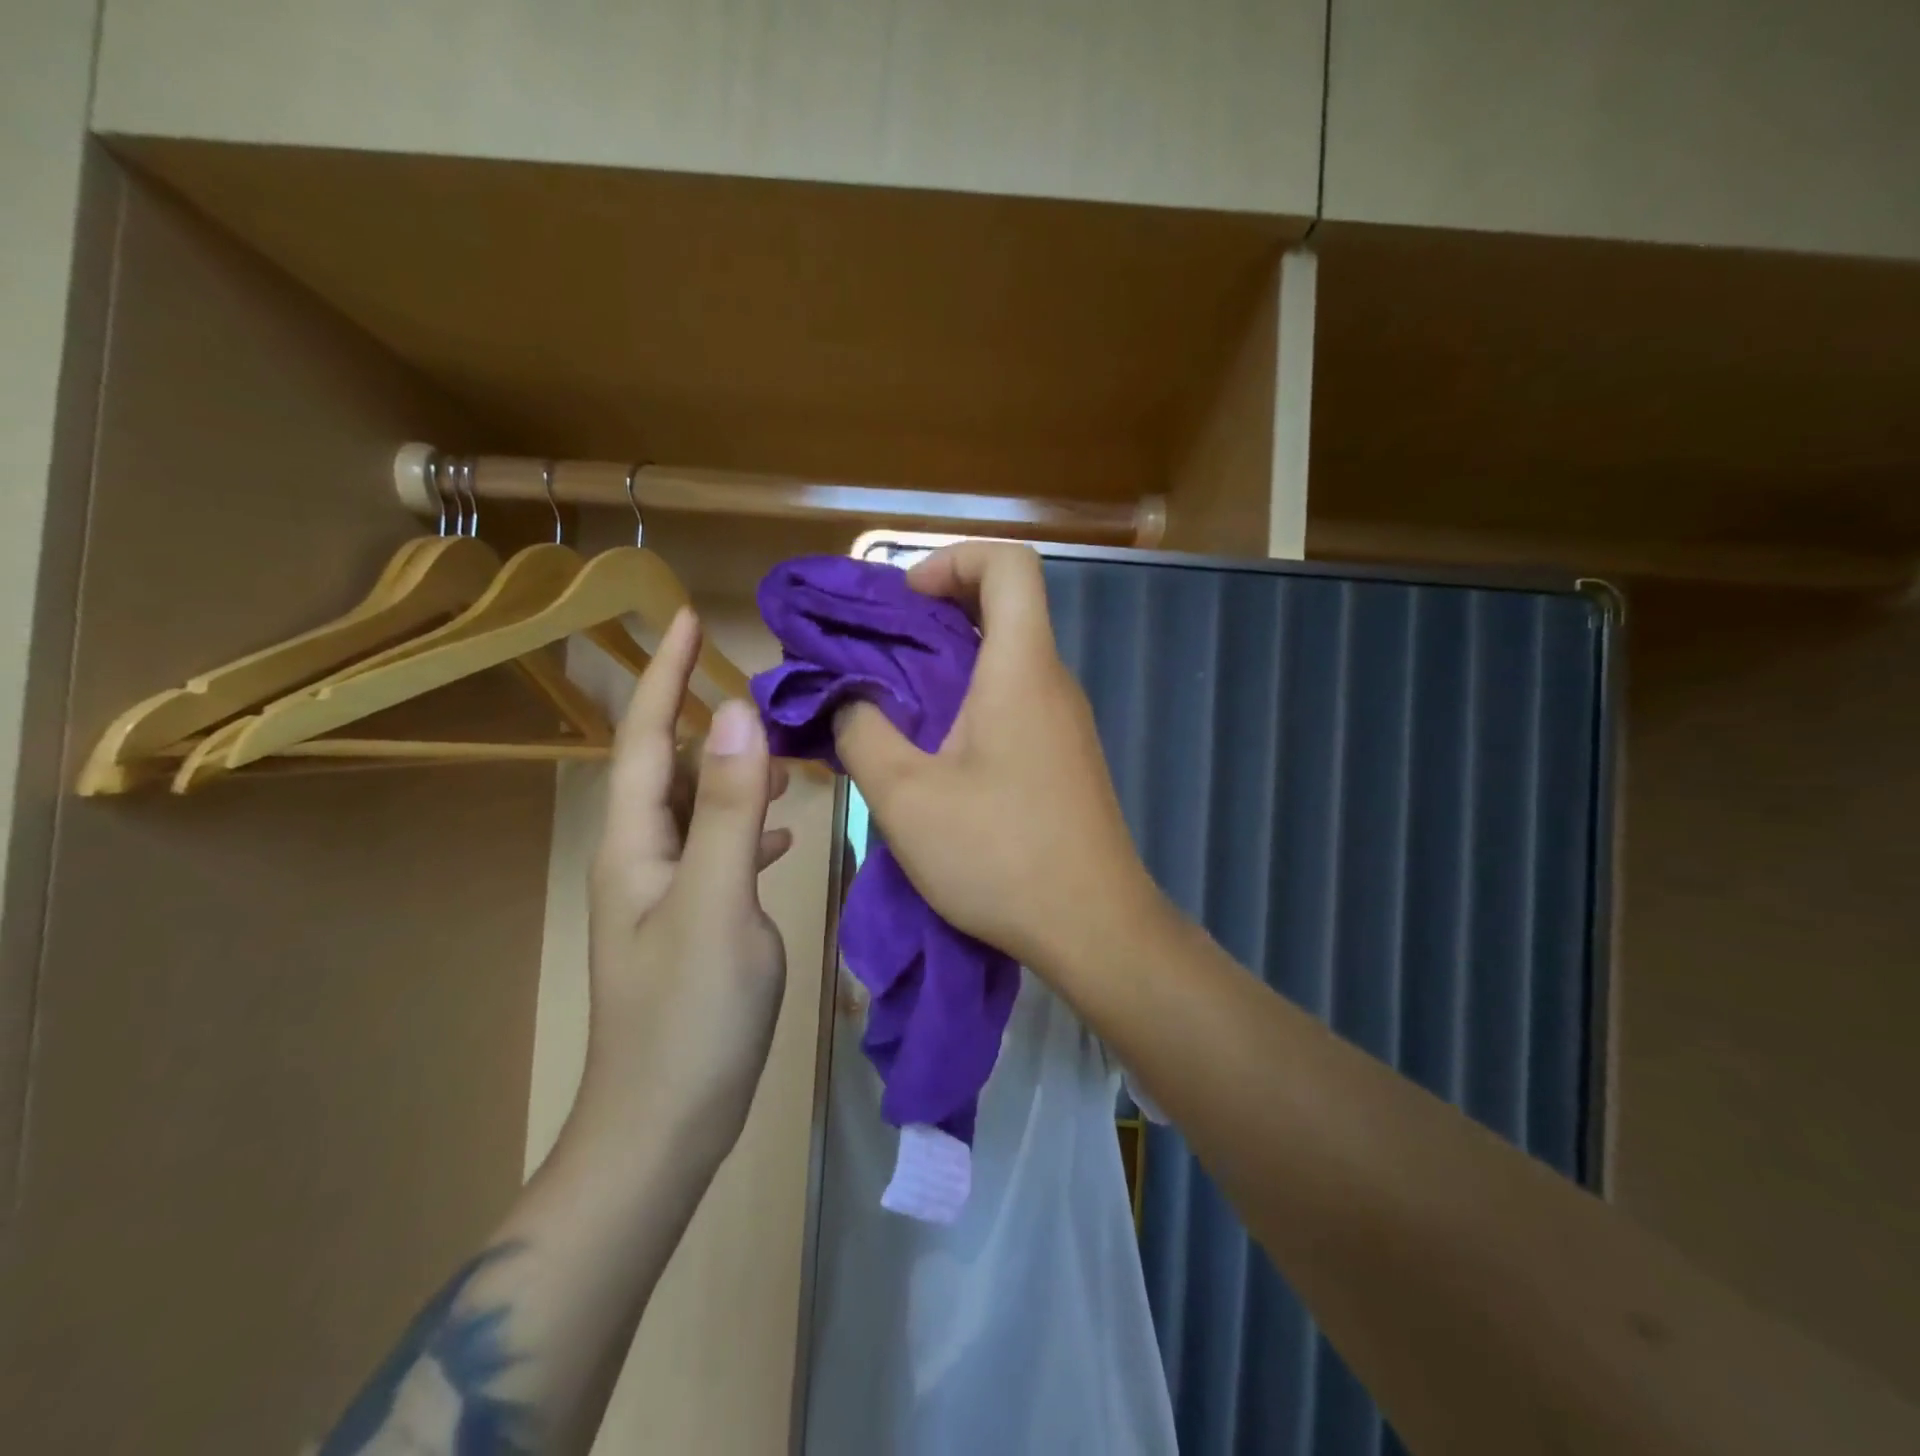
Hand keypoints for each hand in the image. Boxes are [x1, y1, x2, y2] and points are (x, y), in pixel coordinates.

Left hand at [573, 609, 791, 1161]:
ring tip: (785, 754)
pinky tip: (783, 829)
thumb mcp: (718, 901)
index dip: (663, 675)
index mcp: (635, 844)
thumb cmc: (689, 1014)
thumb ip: (728, 807)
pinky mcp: (694, 922)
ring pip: (699, 807)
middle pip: (669, 766)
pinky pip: (719, 849)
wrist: (665, 1126)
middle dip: (705, 718)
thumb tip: (737, 713)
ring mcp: (666, 893)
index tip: (688, 618)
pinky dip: (748, 825)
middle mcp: (642, 858)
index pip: (643, 737)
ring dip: (735, 772)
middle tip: (761, 686)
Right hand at [834, 542, 1156, 973]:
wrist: (1094, 928)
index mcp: (1021, 669)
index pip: (1009, 563)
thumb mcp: (906, 797)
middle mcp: (1052, 681)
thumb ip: (862, 732)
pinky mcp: (1064, 757)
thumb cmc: (1001, 855)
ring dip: (949, 664)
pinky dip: (970, 701)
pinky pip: (1015, 701)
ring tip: (893, 706)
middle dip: (936, 612)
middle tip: (879, 654)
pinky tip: (934, 753)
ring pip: (1007, 658)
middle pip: (1005, 606)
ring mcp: (1065, 721)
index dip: (953, 559)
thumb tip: (846, 700)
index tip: (905, 600)